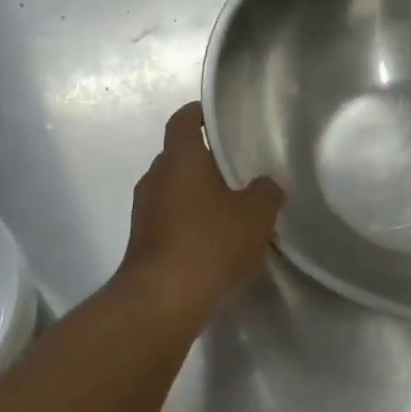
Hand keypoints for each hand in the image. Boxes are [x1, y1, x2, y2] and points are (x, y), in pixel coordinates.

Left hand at [119, 102, 284, 326]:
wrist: (163, 298)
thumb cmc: (210, 241)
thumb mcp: (256, 215)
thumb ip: (267, 192)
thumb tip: (268, 184)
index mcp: (180, 159)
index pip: (184, 120)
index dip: (199, 113)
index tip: (217, 117)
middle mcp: (155, 178)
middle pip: (179, 157)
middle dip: (204, 161)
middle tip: (236, 170)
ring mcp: (144, 211)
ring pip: (173, 191)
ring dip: (196, 195)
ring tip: (229, 209)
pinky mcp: (142, 242)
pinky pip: (169, 220)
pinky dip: (188, 223)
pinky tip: (213, 242)